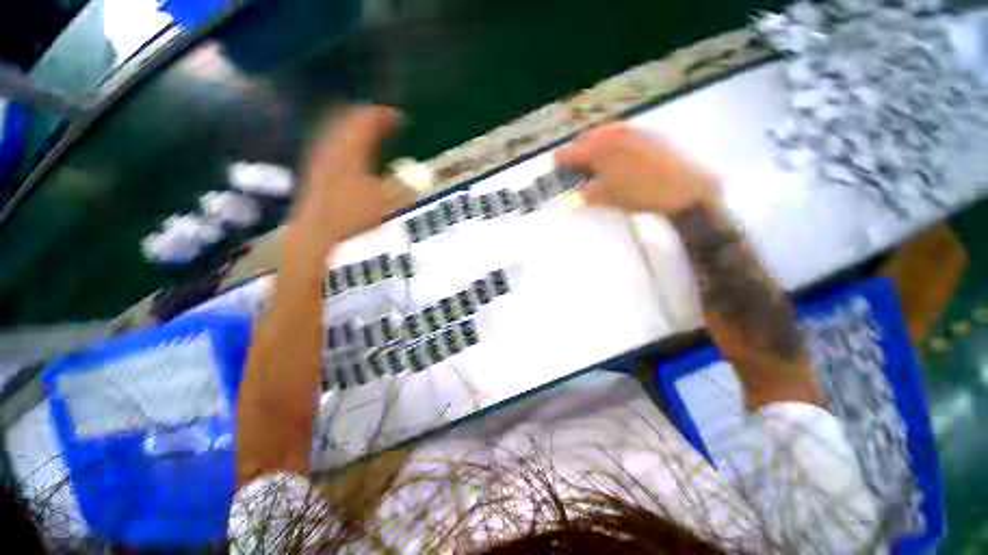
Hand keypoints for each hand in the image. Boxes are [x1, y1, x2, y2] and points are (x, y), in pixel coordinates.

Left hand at [287, 105, 402, 265]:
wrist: (317, 230)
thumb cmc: (353, 215)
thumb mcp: (385, 201)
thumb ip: (402, 186)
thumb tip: (416, 180)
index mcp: (351, 149)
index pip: (366, 120)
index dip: (384, 115)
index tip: (399, 117)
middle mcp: (333, 146)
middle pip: (346, 117)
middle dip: (366, 115)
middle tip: (382, 119)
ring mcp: (321, 156)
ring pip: (335, 127)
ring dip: (352, 124)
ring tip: (367, 129)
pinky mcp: (315, 167)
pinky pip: (329, 140)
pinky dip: (342, 137)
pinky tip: (348, 149)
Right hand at [554, 122, 717, 215]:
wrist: (683, 188)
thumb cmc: (638, 193)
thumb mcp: (605, 197)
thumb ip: (584, 192)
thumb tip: (574, 189)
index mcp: (599, 148)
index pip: (568, 152)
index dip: (558, 163)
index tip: (555, 171)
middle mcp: (613, 133)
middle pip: (585, 139)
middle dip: (577, 153)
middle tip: (577, 170)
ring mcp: (633, 130)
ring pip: (604, 134)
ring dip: (595, 147)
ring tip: (598, 165)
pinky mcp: (648, 133)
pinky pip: (622, 134)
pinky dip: (612, 145)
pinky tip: (619, 160)